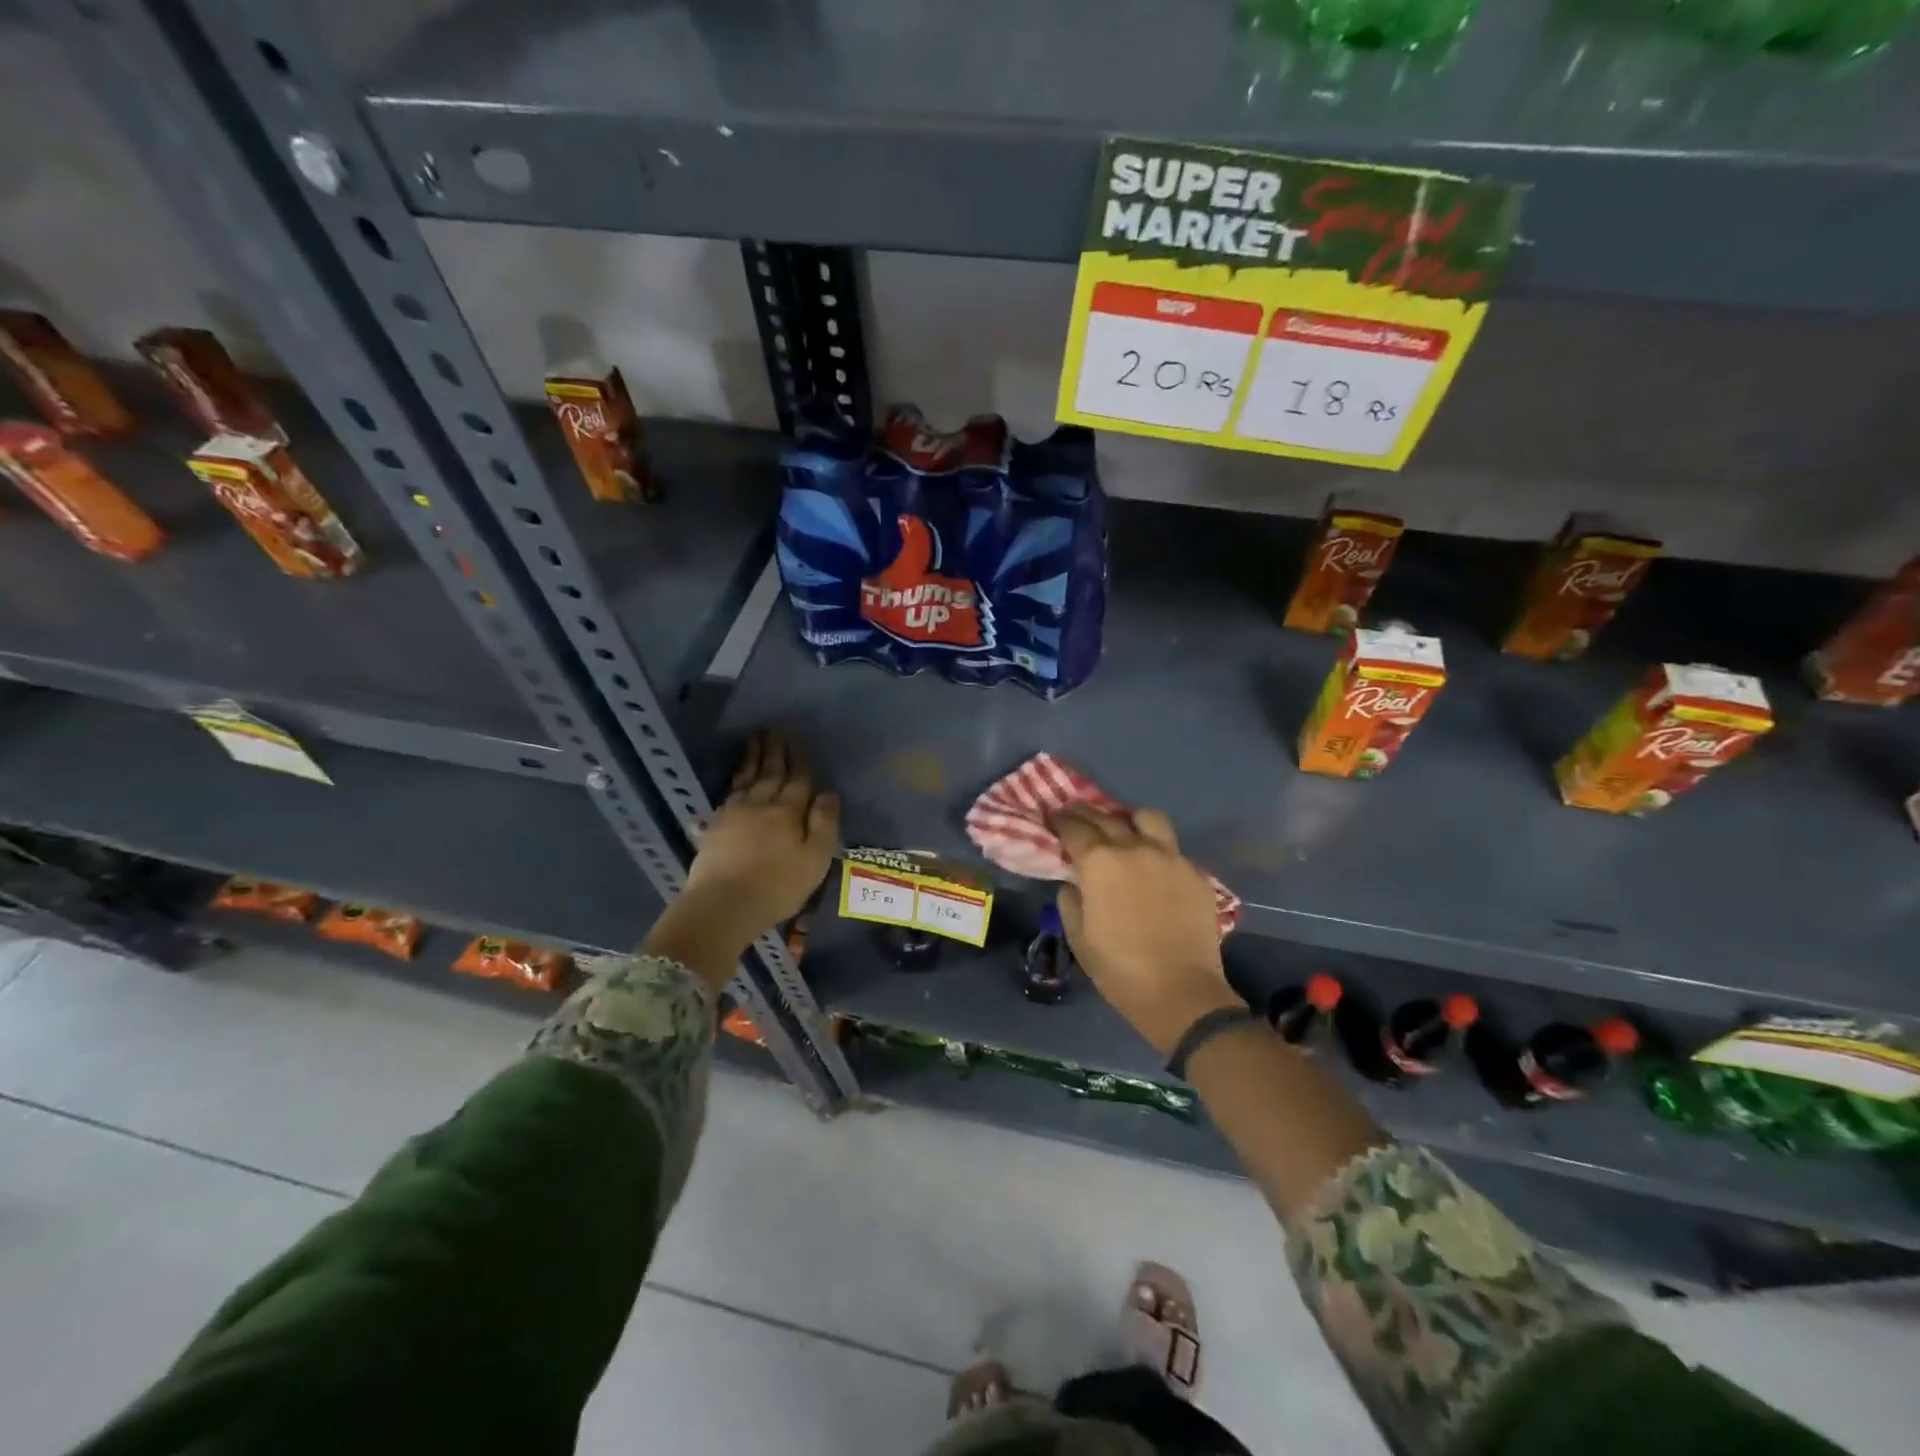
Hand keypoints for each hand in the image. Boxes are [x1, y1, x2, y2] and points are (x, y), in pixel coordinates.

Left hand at [641, 731, 839, 989]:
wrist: (722, 906)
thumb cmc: (777, 887)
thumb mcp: (815, 859)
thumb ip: (825, 824)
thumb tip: (829, 793)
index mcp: (789, 811)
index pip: (798, 780)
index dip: (800, 760)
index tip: (798, 740)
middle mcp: (761, 804)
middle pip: (770, 772)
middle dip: (774, 750)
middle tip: (774, 728)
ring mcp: (734, 814)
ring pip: (746, 778)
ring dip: (752, 758)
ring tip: (754, 740)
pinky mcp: (714, 827)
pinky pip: (728, 794)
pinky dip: (734, 781)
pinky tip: (734, 779)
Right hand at [1053, 805, 1242, 1055]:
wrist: (1181, 992)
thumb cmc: (1119, 968)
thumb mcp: (1078, 937)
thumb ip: (1070, 900)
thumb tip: (1074, 883)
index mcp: (1099, 862)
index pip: (1074, 828)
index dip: (1060, 821)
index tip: (1053, 817)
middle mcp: (1133, 848)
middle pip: (1106, 817)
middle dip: (1087, 814)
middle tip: (1077, 817)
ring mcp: (1169, 856)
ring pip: (1148, 818)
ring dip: (1130, 820)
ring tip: (1125, 831)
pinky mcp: (1195, 872)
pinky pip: (1172, 848)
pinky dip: (1157, 849)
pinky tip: (1153, 866)